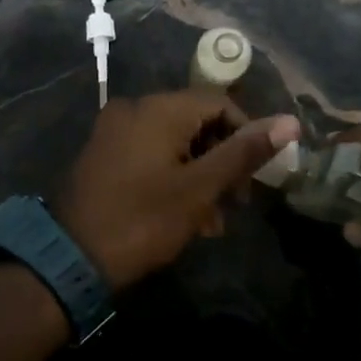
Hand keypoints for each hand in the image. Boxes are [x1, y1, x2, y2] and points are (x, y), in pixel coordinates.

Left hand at [54, 90, 300, 290]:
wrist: (70, 258)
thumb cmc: (143, 220)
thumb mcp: (200, 188)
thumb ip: (244, 152)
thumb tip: (290, 122)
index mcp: (158, 108)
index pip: (220, 103)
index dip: (246, 135)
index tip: (256, 176)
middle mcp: (134, 108)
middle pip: (196, 121)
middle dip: (222, 160)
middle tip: (236, 203)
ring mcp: (114, 130)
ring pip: (174, 141)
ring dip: (200, 175)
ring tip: (212, 221)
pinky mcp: (104, 153)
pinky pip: (150, 153)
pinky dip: (173, 176)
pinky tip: (185, 216)